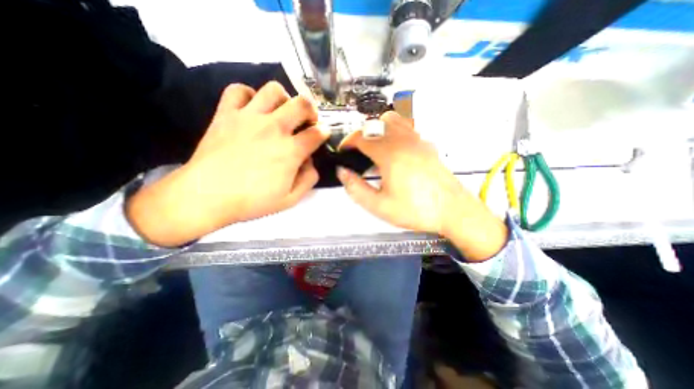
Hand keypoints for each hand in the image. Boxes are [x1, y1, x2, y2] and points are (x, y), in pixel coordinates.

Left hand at [126, 82, 328, 245]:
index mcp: (290, 151)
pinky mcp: (226, 114)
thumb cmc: (252, 201)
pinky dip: (249, 94)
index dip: (324, 133)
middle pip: (302, 104)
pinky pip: (238, 90)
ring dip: (284, 99)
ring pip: (273, 90)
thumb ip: (308, 179)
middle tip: (307, 121)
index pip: (317, 133)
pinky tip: (252, 108)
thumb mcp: (290, 199)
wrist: (207, 196)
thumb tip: (311, 162)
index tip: (322, 135)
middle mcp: (274, 128)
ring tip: (282, 112)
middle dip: (311, 110)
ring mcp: (249, 117)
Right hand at [340, 111, 507, 259]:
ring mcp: (418, 140)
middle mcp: (403, 141)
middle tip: (357, 152)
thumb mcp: (380, 206)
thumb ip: (356, 188)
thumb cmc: (418, 209)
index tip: (343, 150)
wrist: (452, 210)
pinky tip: (394, 149)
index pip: (361, 137)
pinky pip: (406, 127)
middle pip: (375, 123)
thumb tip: (343, 173)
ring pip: (392, 120)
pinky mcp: (427, 144)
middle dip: (360, 135)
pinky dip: (393, 131)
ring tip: (374, 147)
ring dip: (377, 129)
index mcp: (390, 154)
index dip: (347, 142)